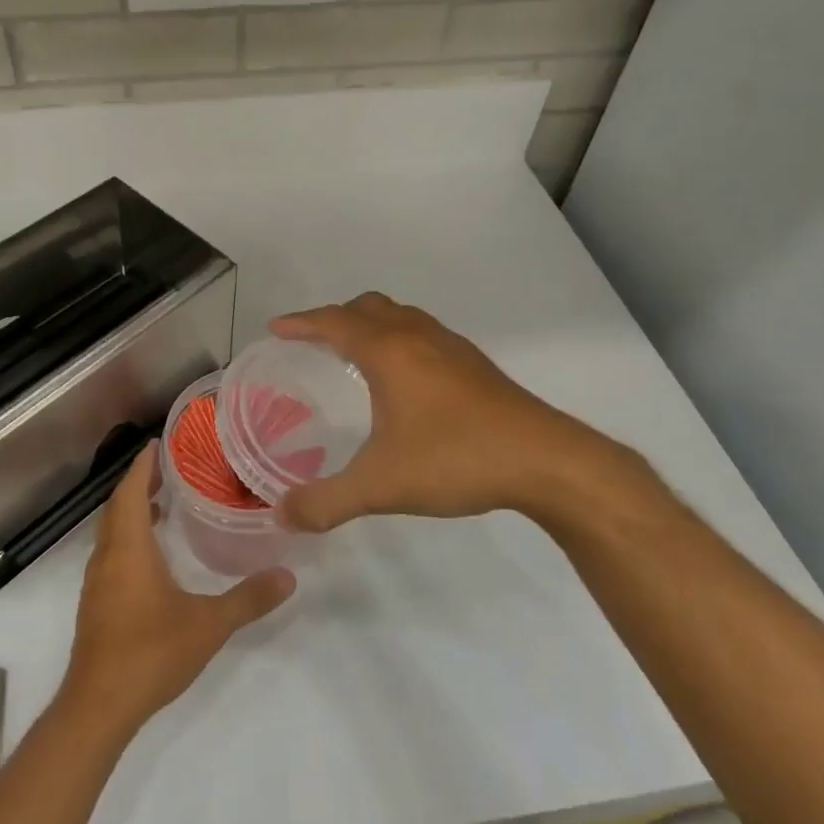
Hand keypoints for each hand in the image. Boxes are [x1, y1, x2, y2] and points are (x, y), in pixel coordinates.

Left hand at [60, 443, 293, 738]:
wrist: (98, 706)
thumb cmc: (151, 652)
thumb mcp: (208, 624)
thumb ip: (248, 599)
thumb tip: (288, 576)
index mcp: (129, 548)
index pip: (131, 491)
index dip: (142, 465)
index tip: (159, 443)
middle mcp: (107, 556)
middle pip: (118, 506)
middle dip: (140, 483)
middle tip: (170, 467)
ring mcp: (97, 581)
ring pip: (112, 531)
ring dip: (132, 510)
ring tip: (164, 502)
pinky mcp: (96, 602)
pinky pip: (111, 552)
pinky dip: (129, 536)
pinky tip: (153, 553)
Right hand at [272, 293, 642, 535]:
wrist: (546, 461)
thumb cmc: (456, 459)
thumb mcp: (381, 486)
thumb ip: (326, 501)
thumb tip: (282, 516)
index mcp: (389, 352)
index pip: (334, 323)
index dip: (301, 322)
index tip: (276, 329)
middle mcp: (418, 337)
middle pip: (368, 307)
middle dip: (335, 317)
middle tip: (313, 341)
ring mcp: (452, 347)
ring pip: (401, 316)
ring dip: (371, 324)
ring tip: (355, 353)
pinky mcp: (476, 364)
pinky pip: (424, 333)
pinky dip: (399, 338)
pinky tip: (406, 379)